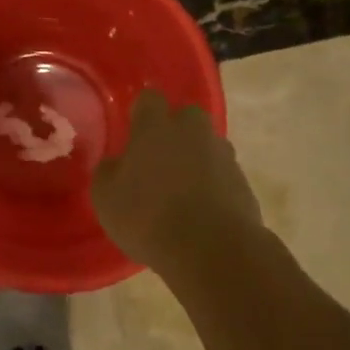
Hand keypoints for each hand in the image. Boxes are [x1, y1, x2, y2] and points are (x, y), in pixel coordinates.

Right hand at [91, 89, 261, 271]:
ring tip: (182, 192)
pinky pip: (223, 175)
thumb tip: (116, 163)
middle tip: (159, 161)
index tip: (133, 131)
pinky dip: (213, 186)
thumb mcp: (106, 197)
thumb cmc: (148, 216)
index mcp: (156, 126)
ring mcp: (223, 155)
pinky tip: (201, 213)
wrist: (212, 250)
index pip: (149, 99)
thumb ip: (109, 171)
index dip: (141, 113)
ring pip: (207, 146)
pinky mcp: (244, 182)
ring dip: (196, 160)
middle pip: (186, 118)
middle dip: (175, 133)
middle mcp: (192, 130)